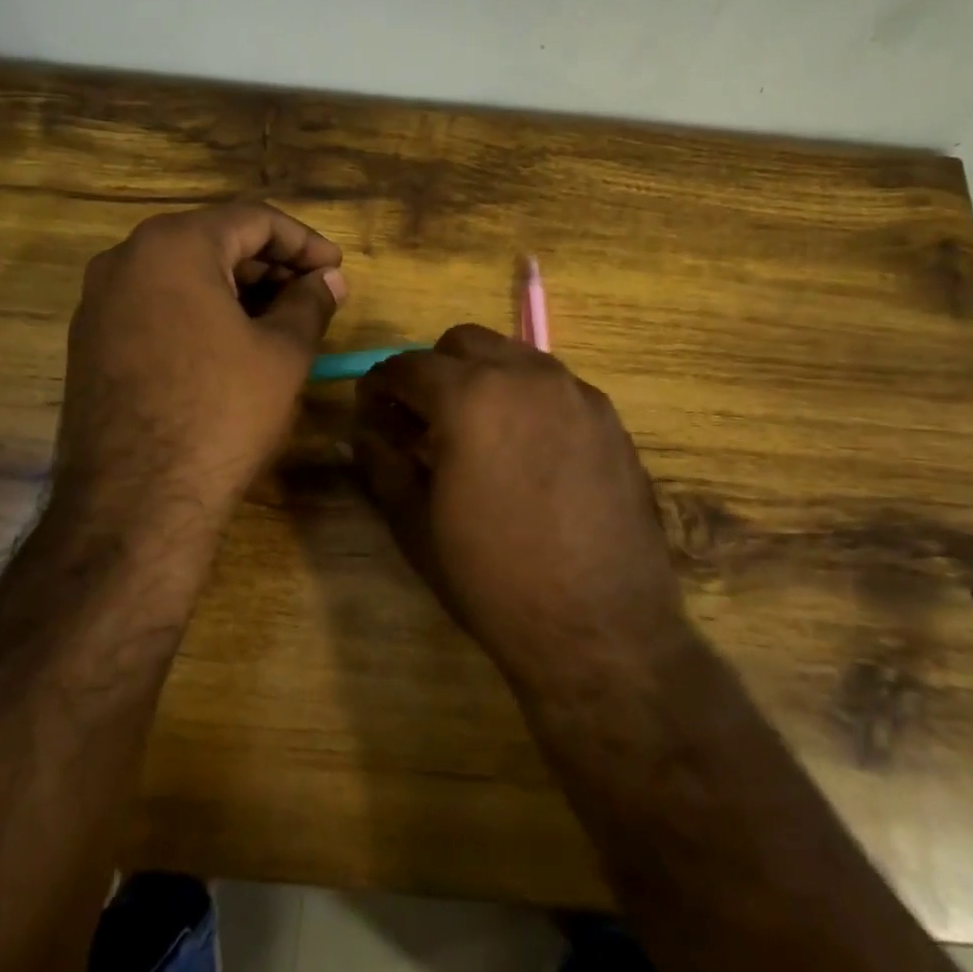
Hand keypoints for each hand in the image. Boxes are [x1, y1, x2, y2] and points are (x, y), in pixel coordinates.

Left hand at [52, 202, 346, 550]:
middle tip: (314, 296)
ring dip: (238, 289)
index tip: (336, 269)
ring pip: (183, 274)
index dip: (304, 241)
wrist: (135, 500)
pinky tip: (234, 345)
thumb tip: (329, 280)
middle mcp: (125, 259)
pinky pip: (157, 305)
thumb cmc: (221, 412)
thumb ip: (310, 303)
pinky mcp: (90, 342)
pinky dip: (201, 312)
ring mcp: (99, 302)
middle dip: (271, 265)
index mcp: (173, 246)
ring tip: (282, 322)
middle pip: (213, 241)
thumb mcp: (283, 353)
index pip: (252, 219)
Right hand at [352, 325, 690, 696]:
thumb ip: (382, 464)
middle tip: (422, 418)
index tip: (372, 408)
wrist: (600, 629)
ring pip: (515, 356)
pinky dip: (526, 398)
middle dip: (434, 370)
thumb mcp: (417, 525)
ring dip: (484, 377)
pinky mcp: (610, 418)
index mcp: (470, 397)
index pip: (409, 365)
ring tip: (477, 432)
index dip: (380, 384)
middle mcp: (527, 376)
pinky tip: (527, 450)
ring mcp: (577, 393)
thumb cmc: (494, 580)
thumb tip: (361, 433)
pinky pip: (555, 386)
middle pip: (465, 342)